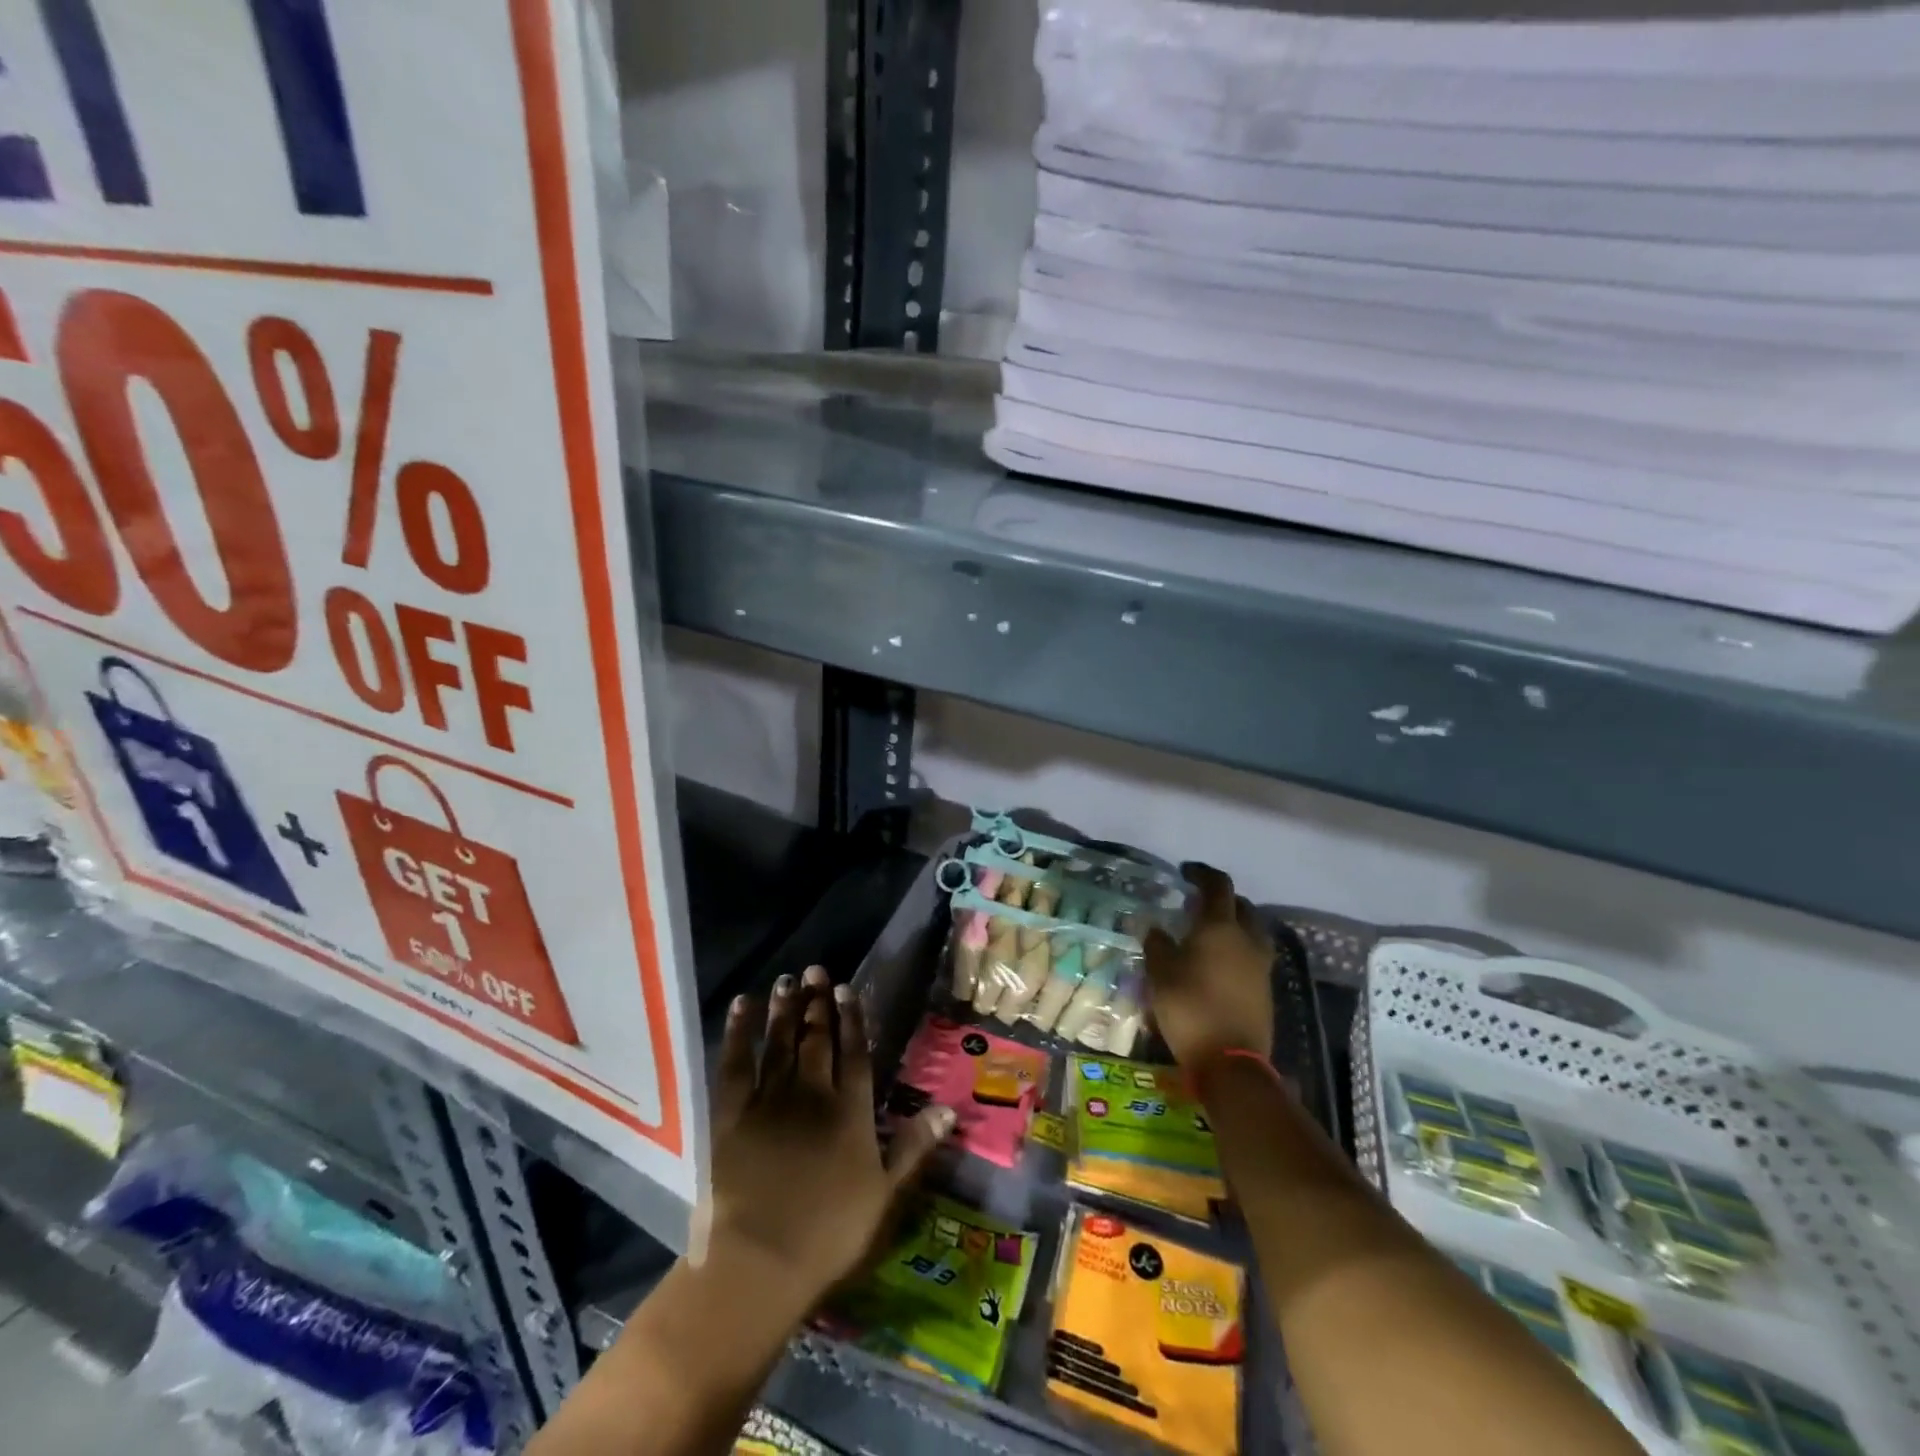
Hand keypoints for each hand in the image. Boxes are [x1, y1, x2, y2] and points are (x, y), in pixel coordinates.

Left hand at [705, 966, 954, 1310]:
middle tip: (815, 969)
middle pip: (817, 1039)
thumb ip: (913, 1147)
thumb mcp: (884, 1195)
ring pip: (780, 1042)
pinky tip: (742, 1005)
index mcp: (849, 1112)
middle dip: (817, 1003)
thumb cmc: (828, 1234)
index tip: (846, 988)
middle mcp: (812, 1094)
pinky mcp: (731, 1113)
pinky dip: (739, 1032)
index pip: (854, 1053)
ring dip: (785, 1009)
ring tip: (787, 979)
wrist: (760, 1262)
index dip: (852, 1018)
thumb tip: (948, 1109)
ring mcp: (770, 1100)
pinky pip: (736, 1062)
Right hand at [1143, 863, 1274, 1068]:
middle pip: (1241, 906)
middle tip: (1198, 902)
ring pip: (1252, 930)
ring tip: (1211, 932)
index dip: (1202, 874)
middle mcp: (1246, 939)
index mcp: (1220, 927)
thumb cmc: (1190, 1007)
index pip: (1218, 886)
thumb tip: (1155, 928)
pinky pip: (1253, 954)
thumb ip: (1157, 944)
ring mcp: (1261, 965)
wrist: (1231, 1061)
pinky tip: (1219, 961)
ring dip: (1235, 923)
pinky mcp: (1265, 989)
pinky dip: (1238, 948)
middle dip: (1222, 898)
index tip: (1186, 872)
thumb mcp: (1160, 973)